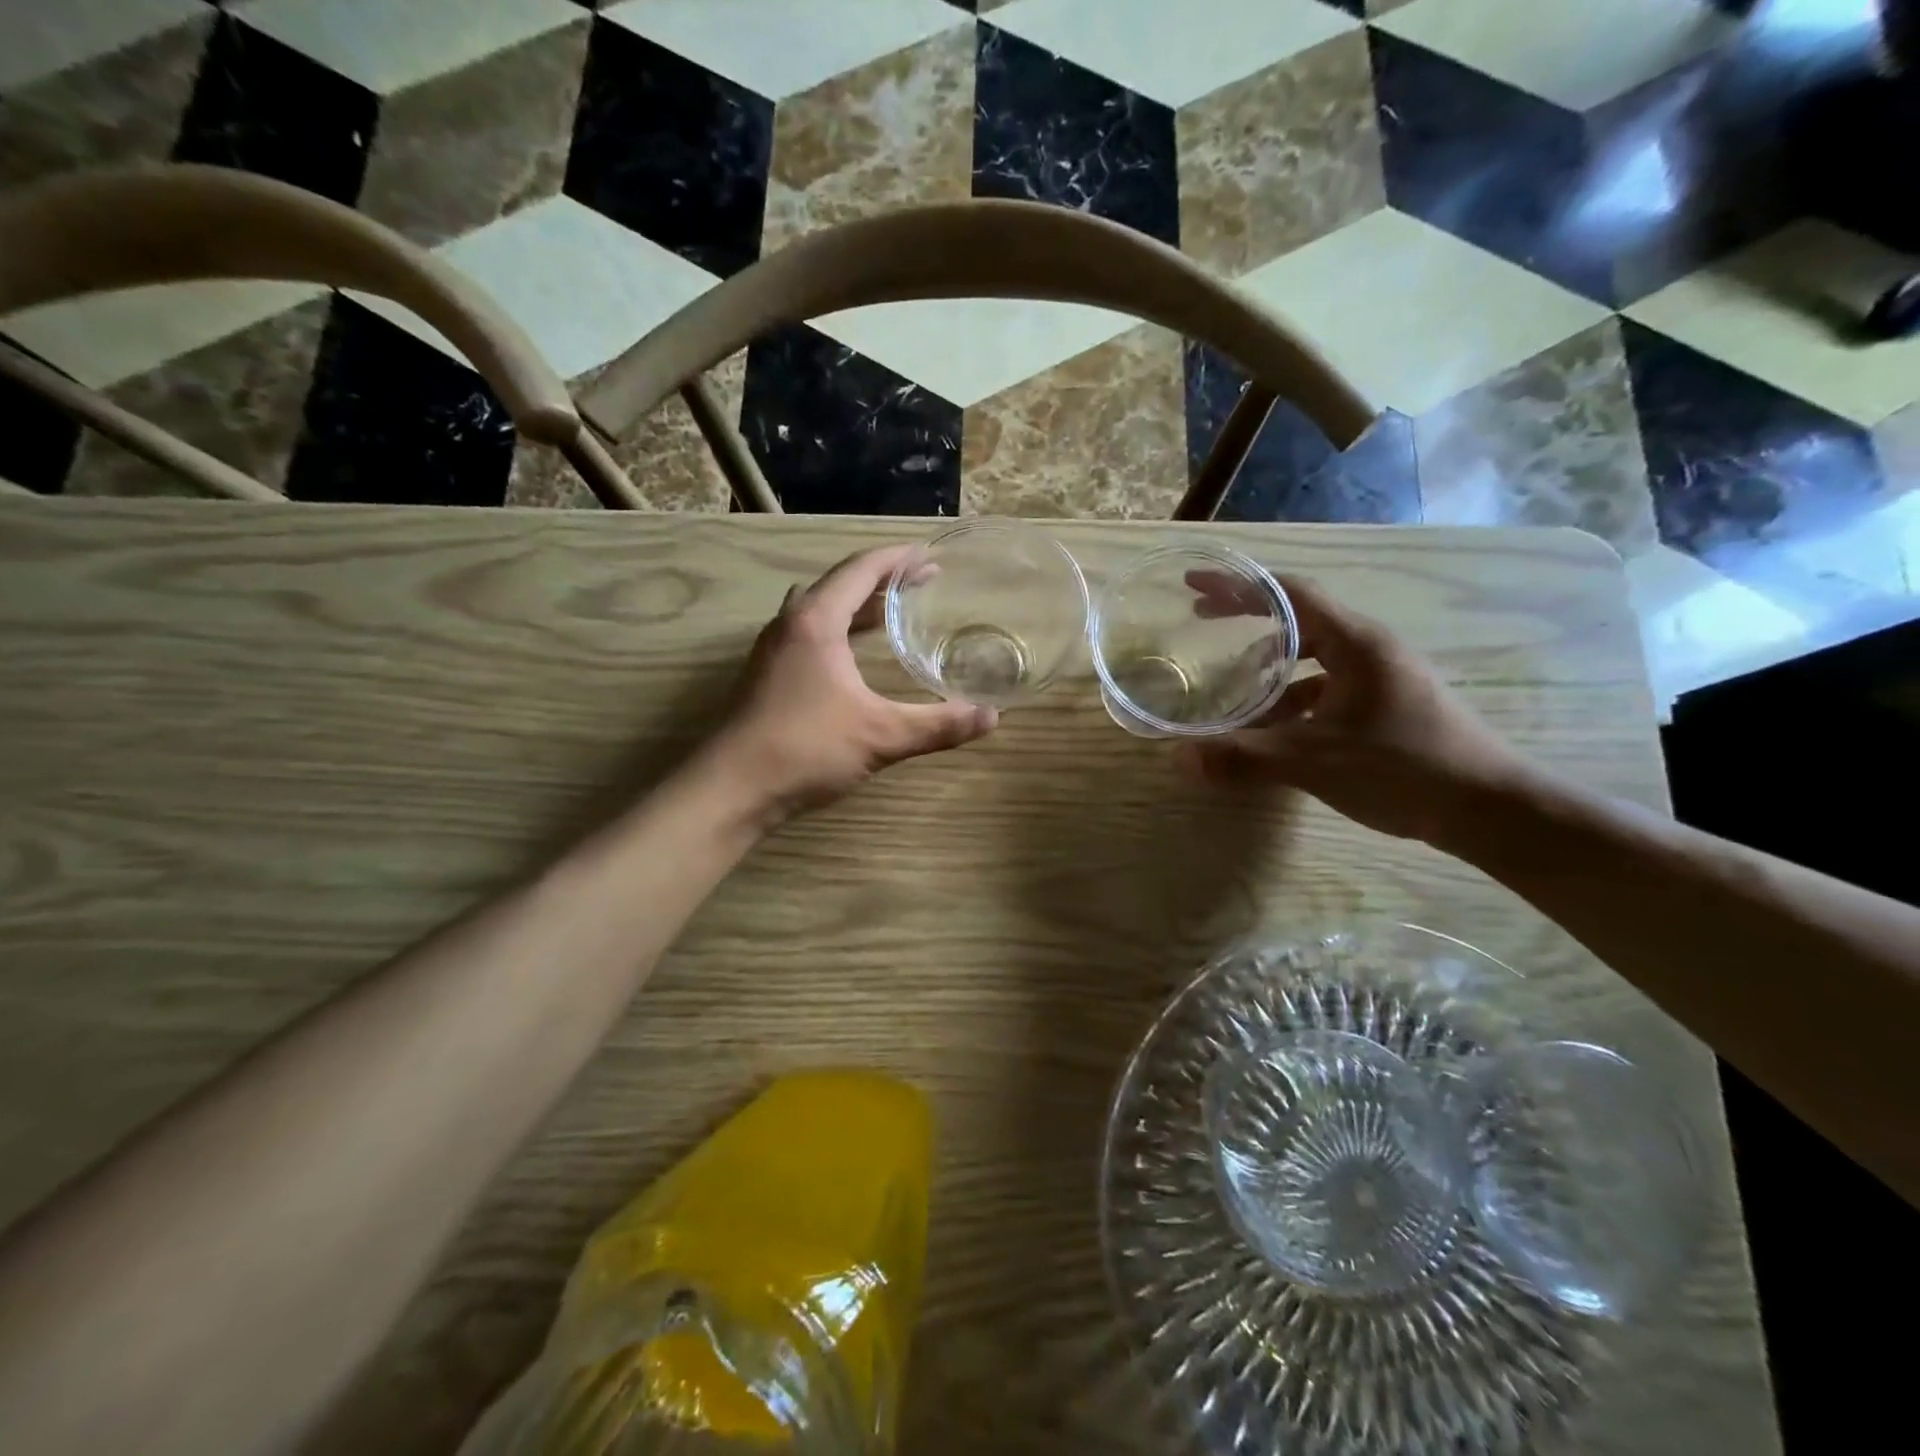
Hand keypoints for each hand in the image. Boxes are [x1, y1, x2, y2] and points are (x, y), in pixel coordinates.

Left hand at [711, 545, 997, 815]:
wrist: (731, 788)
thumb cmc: (806, 749)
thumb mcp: (881, 736)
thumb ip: (938, 725)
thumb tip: (991, 717)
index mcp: (817, 621)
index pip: (862, 569)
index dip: (899, 558)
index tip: (931, 556)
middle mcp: (791, 623)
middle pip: (840, 584)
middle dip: (883, 580)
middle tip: (922, 584)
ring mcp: (773, 649)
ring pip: (820, 609)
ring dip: (856, 604)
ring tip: (893, 613)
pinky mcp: (766, 674)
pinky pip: (808, 633)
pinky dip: (838, 629)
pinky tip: (854, 657)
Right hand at [1177, 573, 1535, 847]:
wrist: (1490, 809)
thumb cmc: (1404, 769)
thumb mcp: (1314, 762)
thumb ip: (1244, 757)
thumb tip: (1180, 759)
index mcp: (1356, 643)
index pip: (1289, 594)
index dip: (1238, 585)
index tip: (1194, 585)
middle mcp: (1369, 649)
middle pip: (1298, 619)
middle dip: (1247, 619)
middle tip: (1202, 621)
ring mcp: (1381, 677)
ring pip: (1312, 657)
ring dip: (1269, 669)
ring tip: (1234, 693)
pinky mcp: (1386, 704)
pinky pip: (1327, 687)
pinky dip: (1293, 699)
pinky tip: (1276, 730)